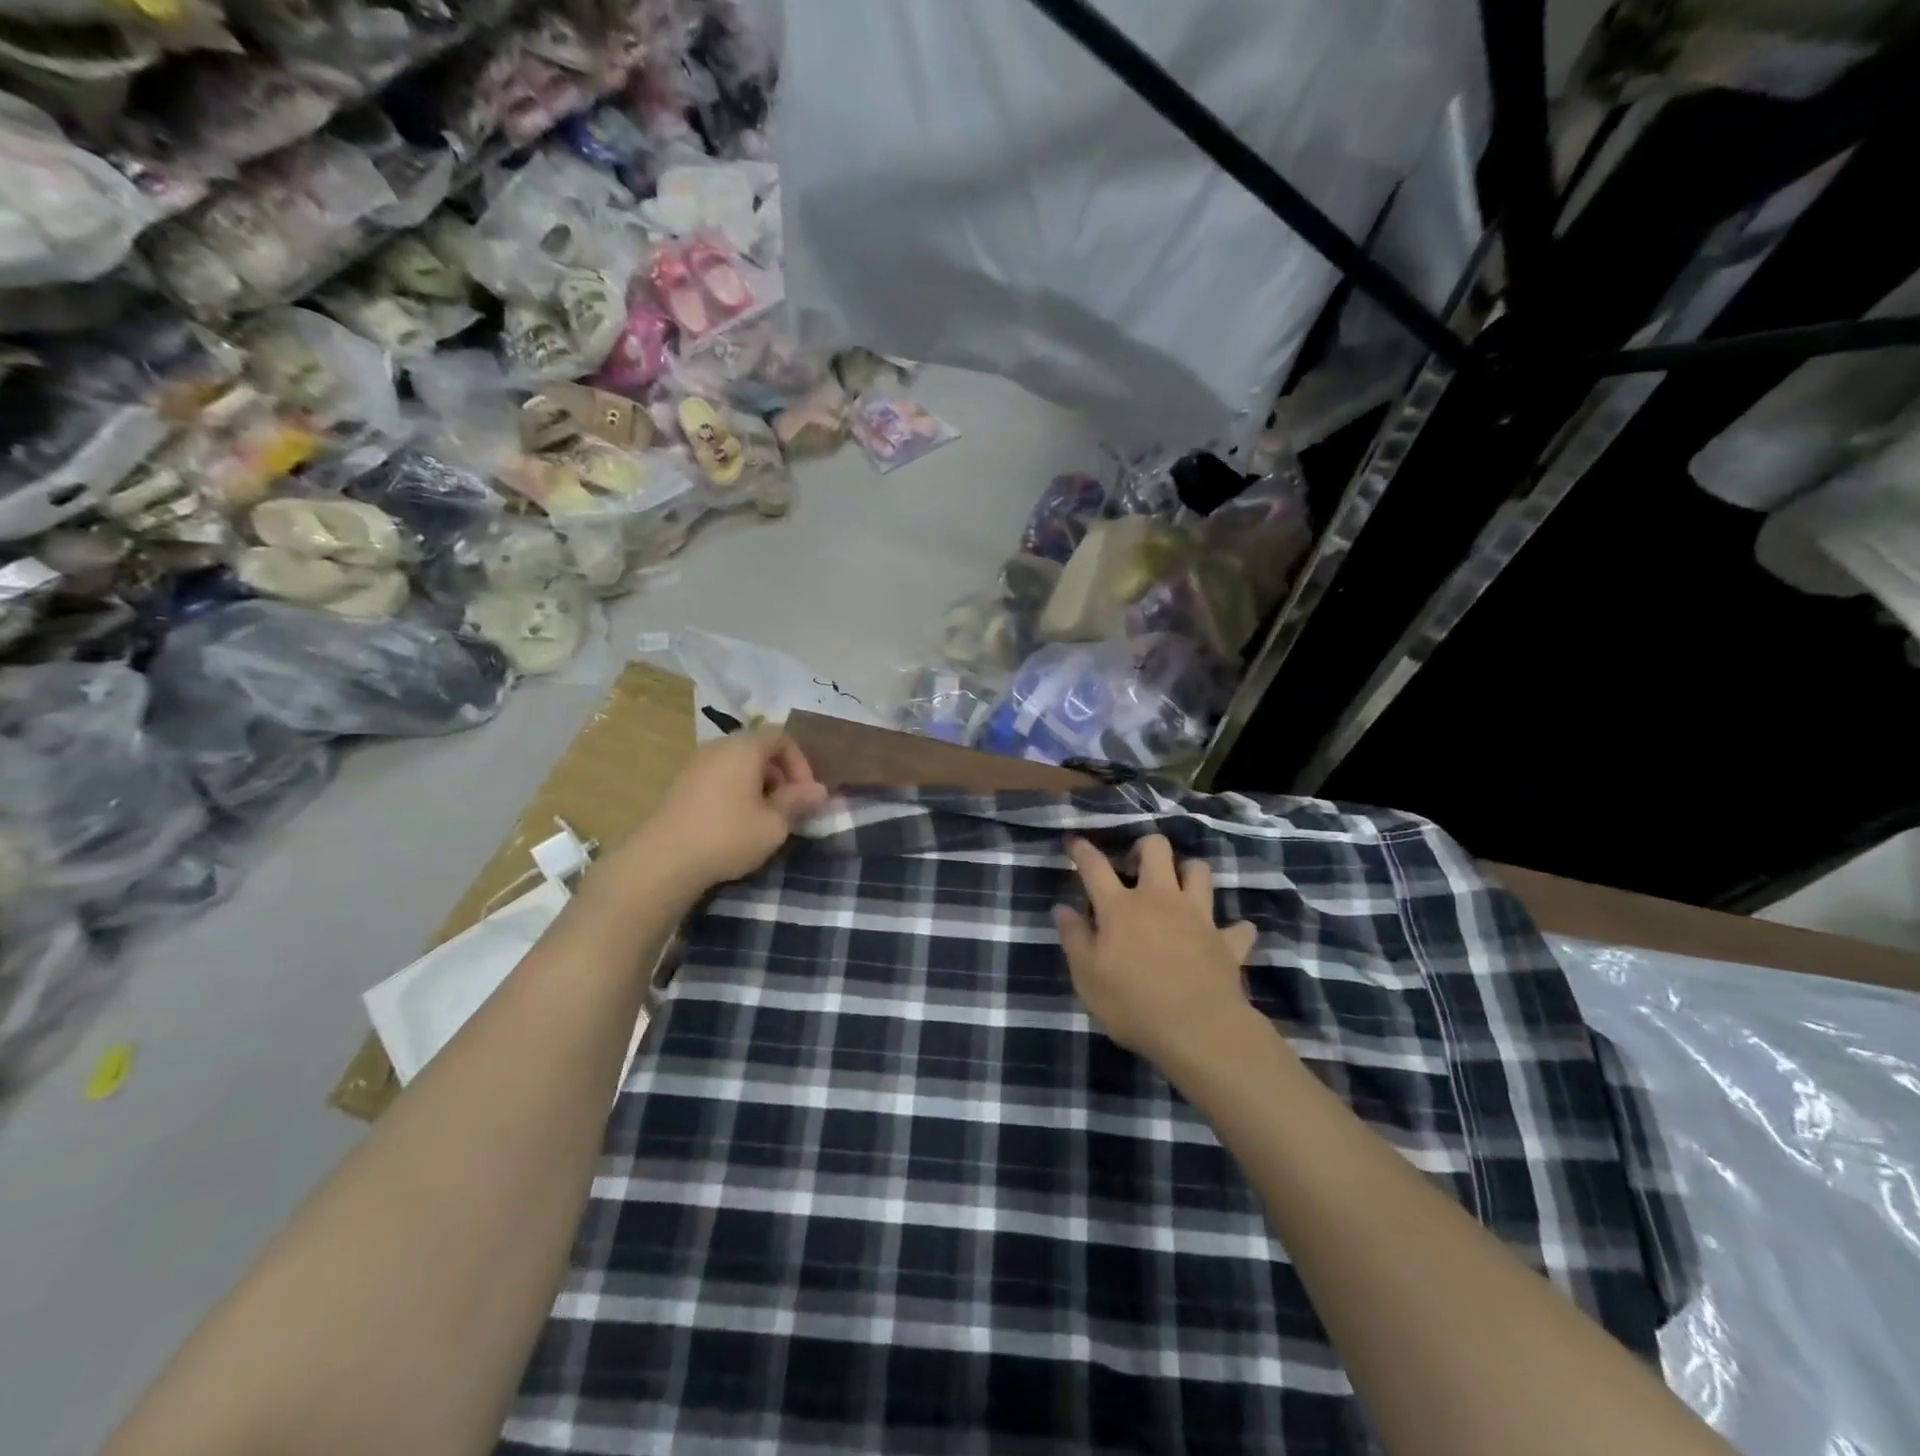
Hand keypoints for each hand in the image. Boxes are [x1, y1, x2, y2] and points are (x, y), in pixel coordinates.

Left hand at [627, 730, 829, 895]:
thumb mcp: (774, 823)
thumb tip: (820, 790)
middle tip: (788, 810)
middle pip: (759, 750)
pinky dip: (734, 794)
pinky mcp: (680, 786)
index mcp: (744, 747)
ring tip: (763, 821)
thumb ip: (799, 802)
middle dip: (780, 777)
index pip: (782, 737)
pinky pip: (718, 779)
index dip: (801, 763)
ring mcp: (695, 765)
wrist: (663, 861)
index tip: (805, 795)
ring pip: (738, 766)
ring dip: (758, 788)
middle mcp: (718, 747)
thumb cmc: (728, 835)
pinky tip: (735, 826)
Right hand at [1055, 835, 1258, 1068]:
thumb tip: (1062, 909)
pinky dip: (1233, 929)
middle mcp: (1160, 899)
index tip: (1075, 842)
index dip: (1082, 851)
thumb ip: (1074, 938)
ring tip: (1179, 888)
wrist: (1198, 1031)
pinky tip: (1225, 936)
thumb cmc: (1133, 1004)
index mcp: (1120, 907)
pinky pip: (1238, 927)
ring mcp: (1198, 916)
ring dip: (1189, 873)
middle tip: (1135, 866)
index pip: (1095, 867)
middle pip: (1157, 849)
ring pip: (1200, 871)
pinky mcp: (1227, 941)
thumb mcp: (1087, 977)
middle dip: (1145, 847)